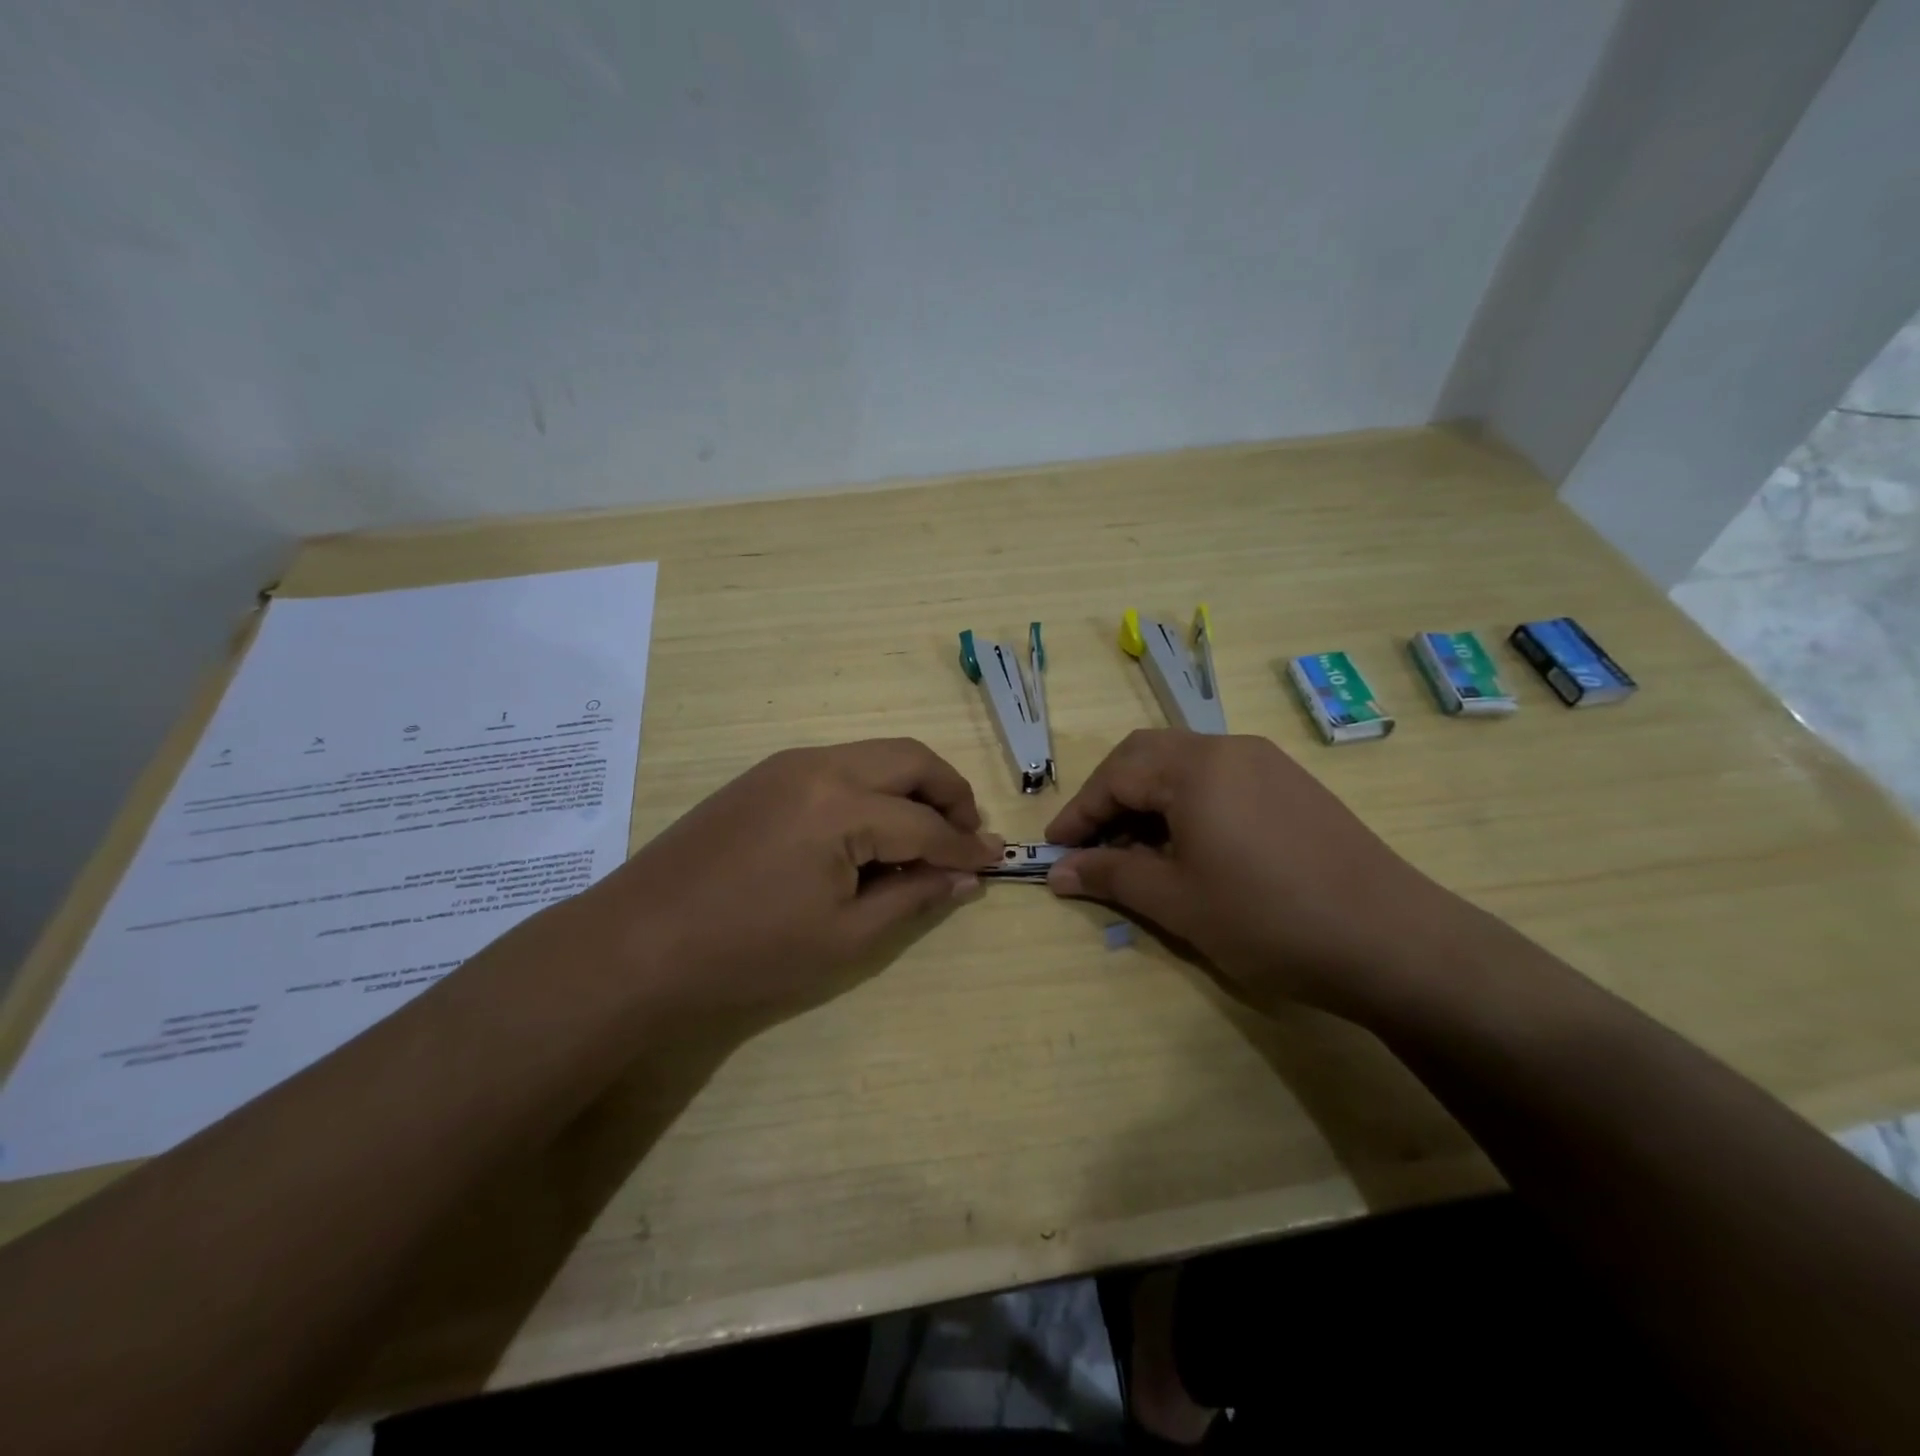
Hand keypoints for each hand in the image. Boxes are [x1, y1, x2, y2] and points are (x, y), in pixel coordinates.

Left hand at [572, 740, 1001, 1025]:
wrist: (637, 945)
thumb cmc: (747, 953)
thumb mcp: (844, 938)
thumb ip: (913, 898)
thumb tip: (966, 877)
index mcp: (842, 806)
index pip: (926, 824)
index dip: (966, 846)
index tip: (996, 862)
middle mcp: (820, 765)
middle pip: (910, 759)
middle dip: (950, 793)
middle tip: (966, 836)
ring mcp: (787, 764)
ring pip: (876, 755)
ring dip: (912, 787)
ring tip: (922, 837)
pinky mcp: (764, 774)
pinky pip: (840, 766)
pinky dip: (873, 788)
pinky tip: (868, 832)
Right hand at [1045, 730, 1465, 1017]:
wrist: (1392, 941)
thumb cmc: (1267, 919)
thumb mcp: (1176, 901)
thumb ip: (1110, 877)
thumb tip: (1057, 872)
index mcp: (1195, 767)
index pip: (1115, 775)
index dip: (1079, 813)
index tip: (1054, 849)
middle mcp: (1229, 748)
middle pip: (1147, 756)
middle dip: (1110, 796)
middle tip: (1092, 843)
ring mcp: (1267, 763)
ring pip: (1184, 765)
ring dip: (1148, 799)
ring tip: (1137, 851)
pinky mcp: (1293, 785)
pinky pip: (1220, 779)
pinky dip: (1187, 803)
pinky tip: (1190, 847)